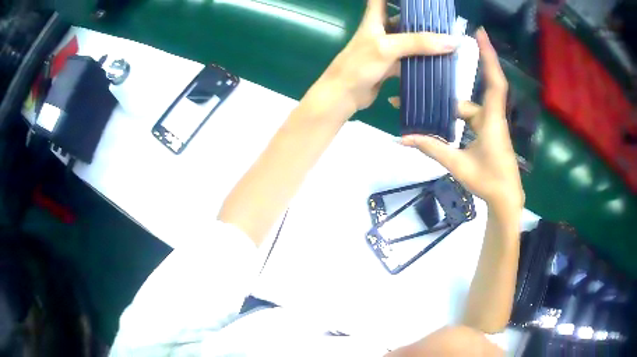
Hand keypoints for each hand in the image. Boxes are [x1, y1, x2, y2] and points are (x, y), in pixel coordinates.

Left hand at [318, 0, 457, 110]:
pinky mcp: (391, 64)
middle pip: (402, 17)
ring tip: (448, 39)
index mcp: (375, 18)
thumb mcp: (388, 47)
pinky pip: (411, 58)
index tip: (419, 0)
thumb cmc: (359, 65)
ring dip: (425, 40)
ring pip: (409, 39)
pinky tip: (439, 61)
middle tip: (443, 20)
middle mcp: (381, 30)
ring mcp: (387, 47)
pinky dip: (423, 59)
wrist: (344, 95)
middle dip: (420, 17)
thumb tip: (452, 41)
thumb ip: (418, 42)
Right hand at [399, 29, 523, 211]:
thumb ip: (432, 148)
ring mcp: (490, 124)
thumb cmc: (488, 181)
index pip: (494, 82)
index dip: (489, 56)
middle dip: (445, 93)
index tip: (480, 34)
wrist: (505, 199)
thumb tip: (402, 138)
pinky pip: (469, 117)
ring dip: (447, 109)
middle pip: (466, 98)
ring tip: (421, 105)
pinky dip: (454, 118)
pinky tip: (438, 122)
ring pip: (466, 108)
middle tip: (421, 81)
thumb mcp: (458, 165)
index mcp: (492, 119)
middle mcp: (492, 116)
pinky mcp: (488, 132)